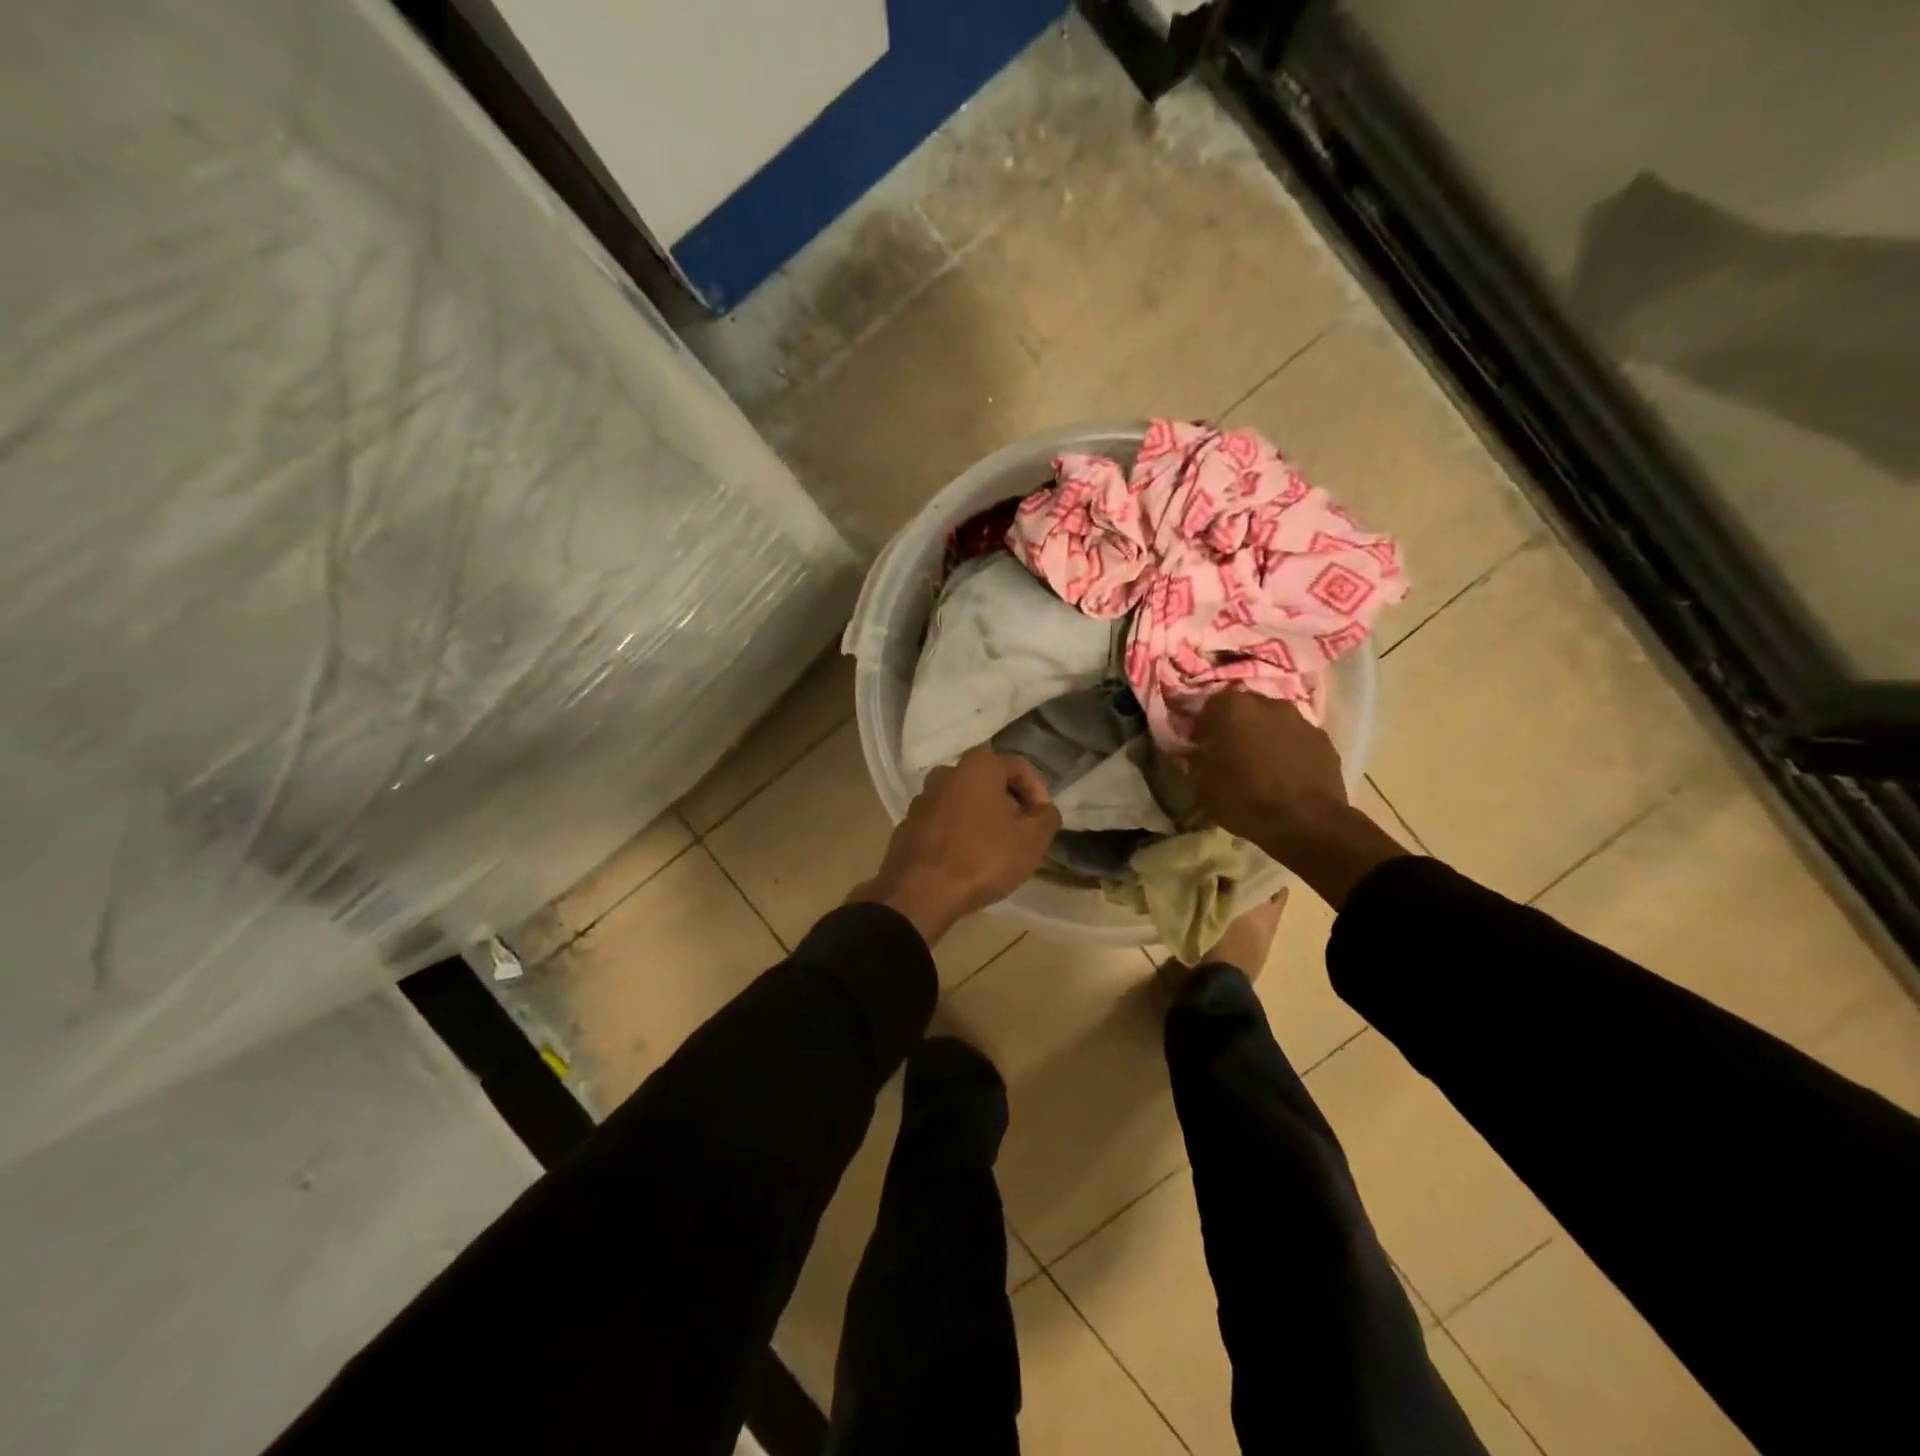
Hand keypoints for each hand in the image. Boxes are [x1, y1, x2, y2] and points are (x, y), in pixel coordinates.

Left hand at [849, 747, 1062, 944]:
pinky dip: (958, 833)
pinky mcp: (908, 824)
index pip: (1020, 767)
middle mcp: (946, 772)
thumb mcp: (1033, 840)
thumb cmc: (982, 858)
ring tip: (994, 849)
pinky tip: (966, 859)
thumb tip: (1042, 809)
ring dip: (982, 818)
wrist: (919, 893)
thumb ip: (1047, 816)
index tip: (1043, 821)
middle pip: (989, 782)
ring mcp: (922, 798)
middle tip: (1022, 833)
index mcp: (978, 766)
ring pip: (964, 802)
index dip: (1039, 793)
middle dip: (1009, 804)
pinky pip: (943, 822)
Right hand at [1187, 691, 1406, 908]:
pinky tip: (1286, 776)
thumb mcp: (1201, 782)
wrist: (1305, 822)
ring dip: (1265, 737)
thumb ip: (1198, 757)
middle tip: (1231, 755)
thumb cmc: (1243, 798)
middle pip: (1245, 709)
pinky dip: (1290, 751)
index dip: (1204, 727)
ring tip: (1261, 767)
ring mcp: (1301, 719)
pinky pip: (1297, 740)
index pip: (1210, 705)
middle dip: (1237, 727)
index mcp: (1232, 707)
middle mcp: (1268, 703)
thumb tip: (1203, 751)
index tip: (1203, 748)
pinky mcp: (1324, 740)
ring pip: (1274, 723)